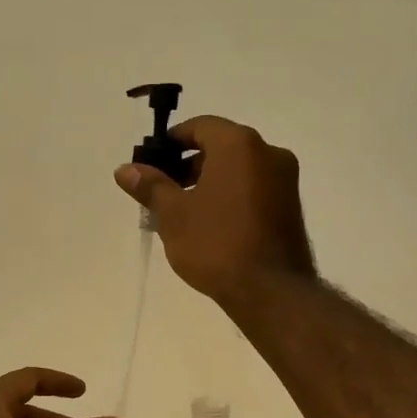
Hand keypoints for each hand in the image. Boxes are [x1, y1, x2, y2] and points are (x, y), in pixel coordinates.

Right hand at [115, 116, 315, 307]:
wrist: (270, 290)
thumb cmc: (216, 244)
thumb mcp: (173, 214)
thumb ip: (150, 186)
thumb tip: (125, 168)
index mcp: (239, 145)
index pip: (200, 126)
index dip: (172, 141)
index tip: (152, 164)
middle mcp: (268, 153)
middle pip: (220, 147)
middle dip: (188, 166)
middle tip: (163, 192)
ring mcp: (285, 181)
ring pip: (238, 170)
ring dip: (209, 183)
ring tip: (182, 214)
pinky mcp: (291, 207)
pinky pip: (253, 189)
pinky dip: (230, 196)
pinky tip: (210, 225)